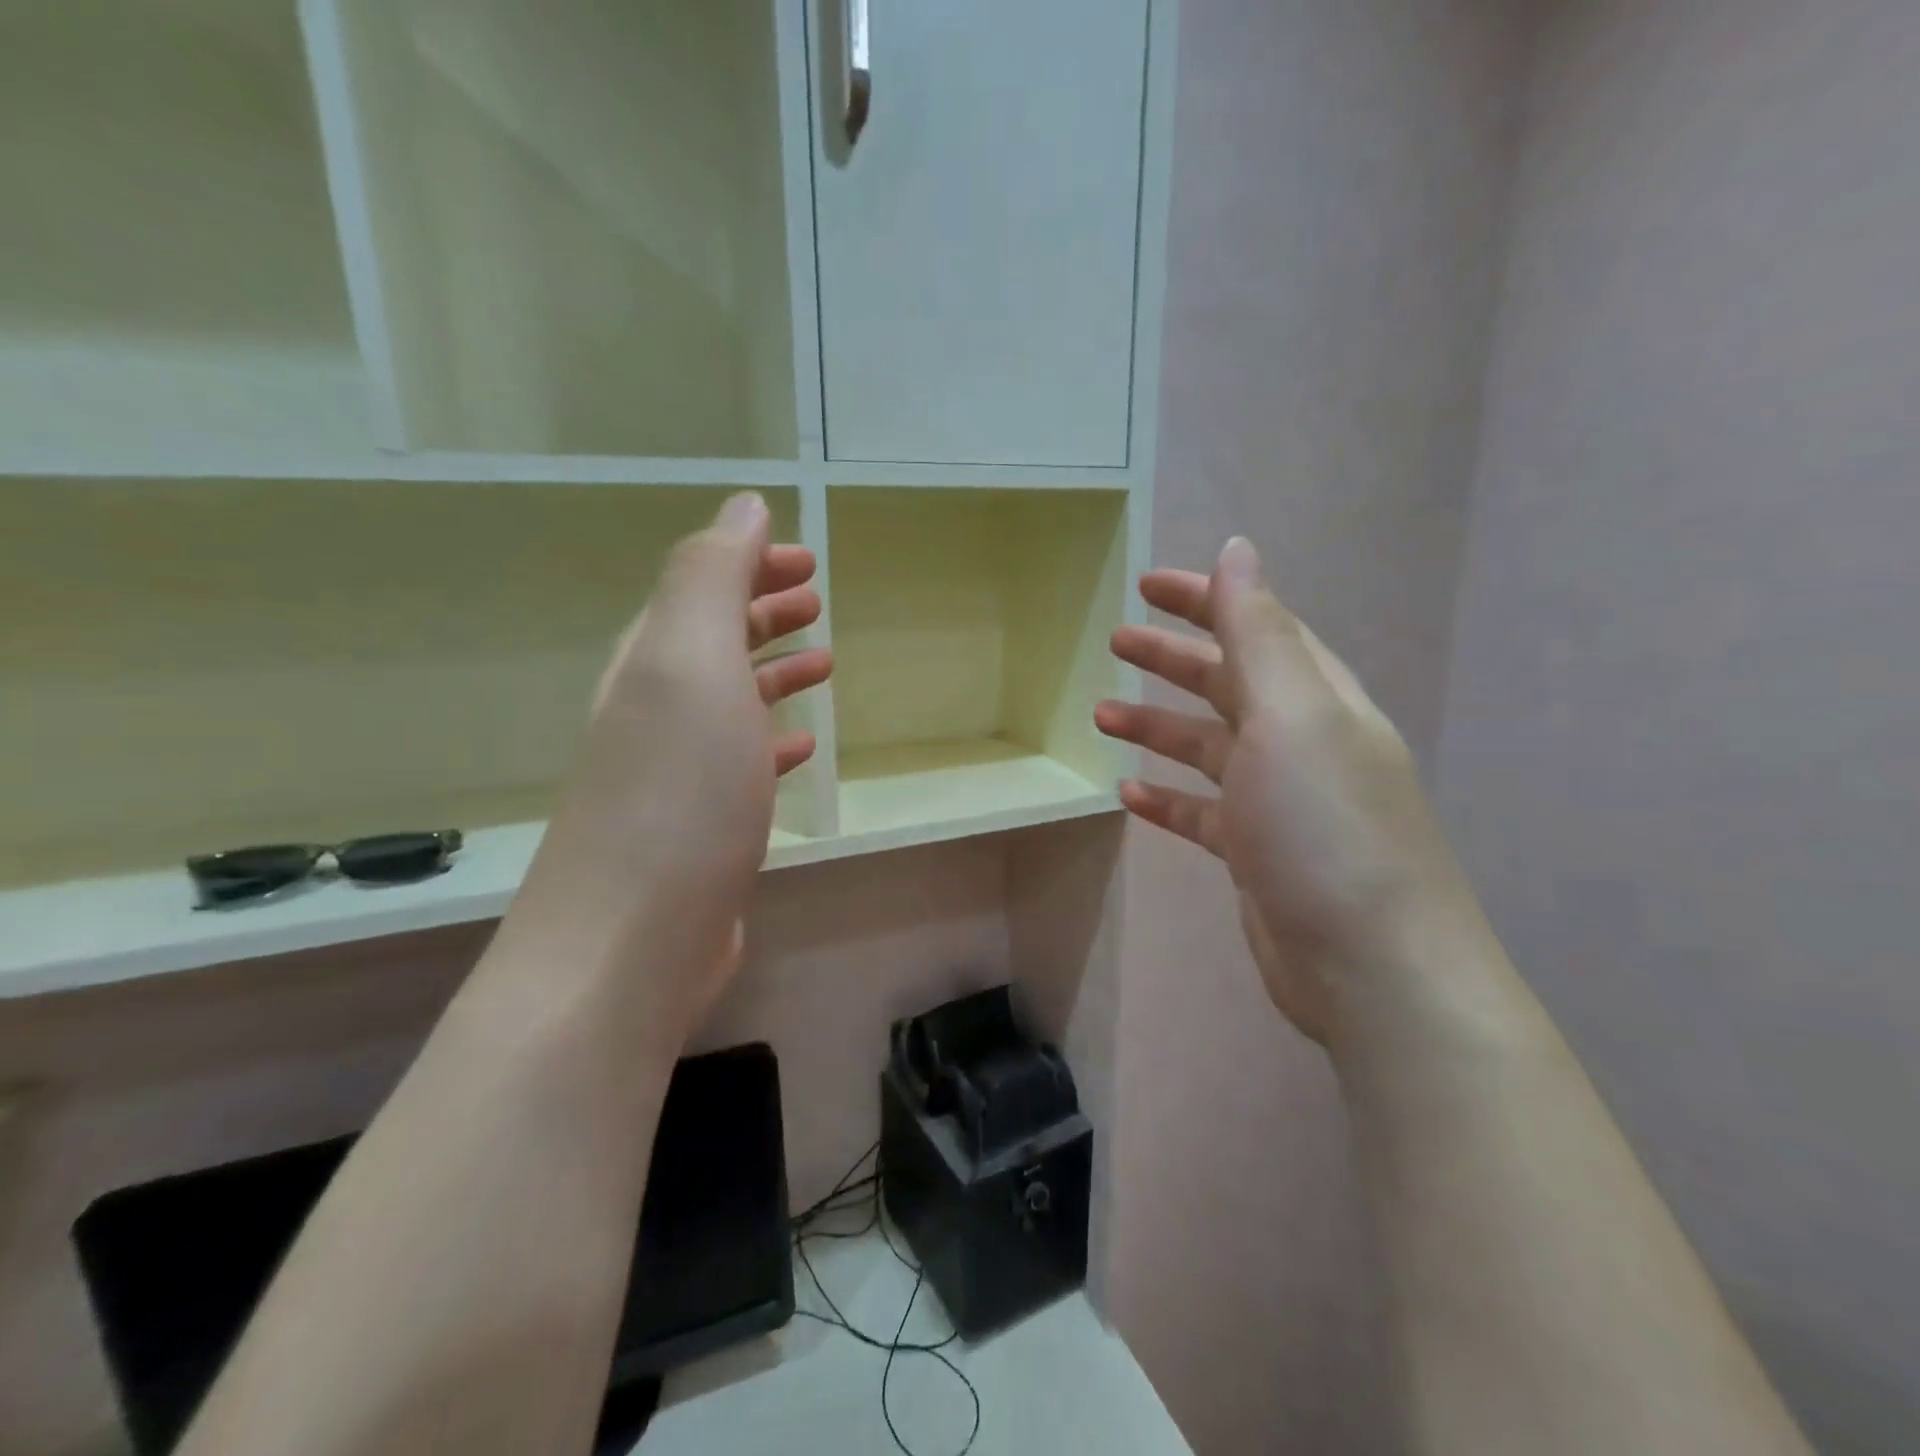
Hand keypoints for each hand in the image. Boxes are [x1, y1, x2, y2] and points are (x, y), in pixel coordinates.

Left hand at [503, 492, 830, 1037]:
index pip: (701, 588)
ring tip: (822, 661)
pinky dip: (773, 740)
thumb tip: (744, 505)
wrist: (630, 943)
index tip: (808, 560)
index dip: (751, 563)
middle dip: (762, 609)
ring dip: (771, 671)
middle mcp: (656, 710)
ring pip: (730, 701)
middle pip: (712, 641)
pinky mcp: (701, 829)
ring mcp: (675, 774)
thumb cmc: (675, 794)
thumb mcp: (690, 664)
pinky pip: (742, 762)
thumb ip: (710, 577)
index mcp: (653, 662)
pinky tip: (802, 747)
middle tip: (816, 598)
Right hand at [1094, 537, 1468, 1046]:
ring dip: (1158, 728)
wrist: (1372, 966)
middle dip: (1172, 659)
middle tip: (1114, 642)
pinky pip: (1203, 812)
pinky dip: (1168, 797)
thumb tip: (1238, 550)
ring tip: (1101, 715)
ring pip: (1209, 748)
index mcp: (1318, 700)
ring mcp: (1280, 802)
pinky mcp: (1258, 855)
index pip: (1258, 628)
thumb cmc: (1325, 827)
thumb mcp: (1291, 716)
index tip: (1147, 585)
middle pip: (1229, 684)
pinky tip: (1129, 794)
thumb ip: (1259, 634)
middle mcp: (1302, 743)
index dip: (1205, 601)